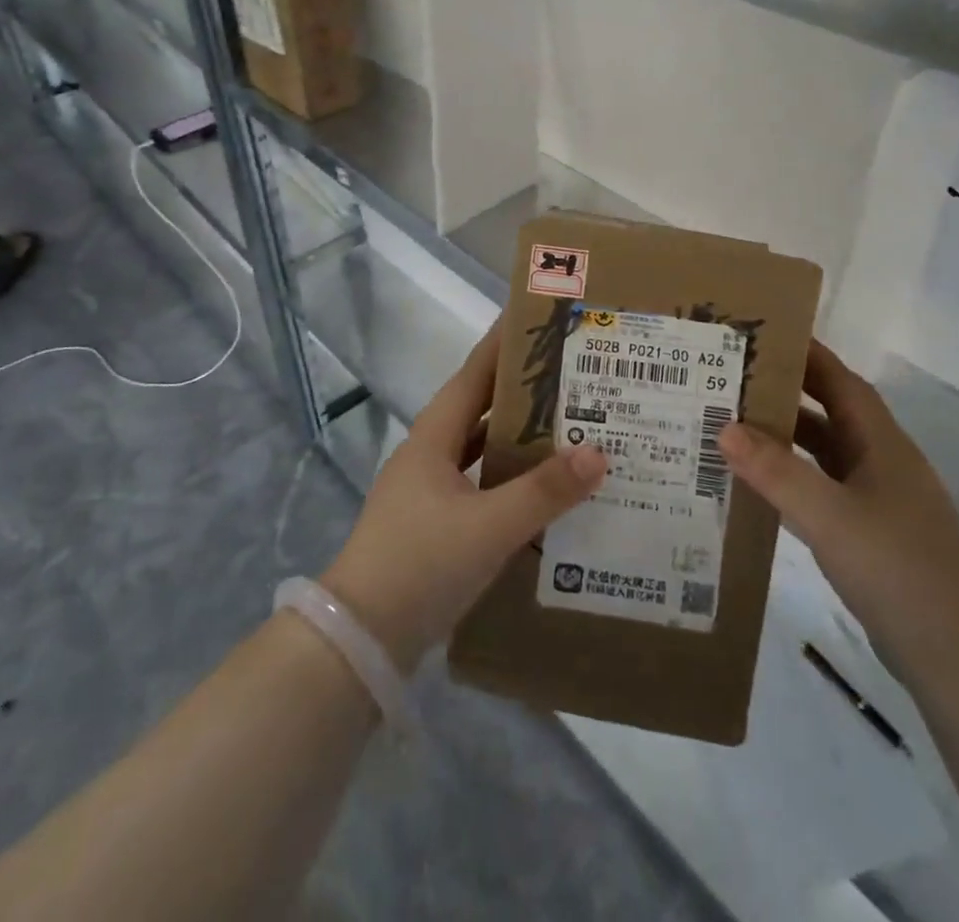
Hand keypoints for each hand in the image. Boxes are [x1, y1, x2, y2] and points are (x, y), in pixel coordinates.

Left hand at [322, 324, 607, 671]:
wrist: (359, 640)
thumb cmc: (420, 564)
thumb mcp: (489, 526)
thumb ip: (544, 491)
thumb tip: (598, 451)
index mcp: (434, 438)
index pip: (474, 374)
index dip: (503, 344)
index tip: (536, 318)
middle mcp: (429, 455)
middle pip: (481, 408)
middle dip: (521, 390)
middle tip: (571, 374)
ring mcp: (429, 492)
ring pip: (481, 449)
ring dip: (518, 437)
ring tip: (568, 425)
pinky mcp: (434, 526)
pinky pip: (481, 485)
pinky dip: (510, 479)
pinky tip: (541, 490)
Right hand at [719, 341, 958, 672]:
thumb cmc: (898, 568)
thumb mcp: (830, 515)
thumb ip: (776, 472)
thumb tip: (725, 428)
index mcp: (880, 443)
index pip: (840, 381)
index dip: (806, 355)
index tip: (762, 336)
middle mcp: (880, 463)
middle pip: (829, 413)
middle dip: (786, 393)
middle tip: (732, 380)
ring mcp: (878, 501)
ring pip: (825, 454)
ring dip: (786, 439)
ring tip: (733, 427)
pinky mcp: (871, 536)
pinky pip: (823, 490)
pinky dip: (792, 480)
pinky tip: (760, 488)